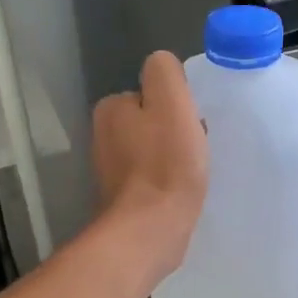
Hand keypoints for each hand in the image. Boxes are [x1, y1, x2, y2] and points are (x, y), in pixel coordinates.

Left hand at [92, 51, 208, 283]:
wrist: (151, 230)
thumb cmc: (166, 164)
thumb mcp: (172, 101)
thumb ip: (165, 72)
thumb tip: (162, 68)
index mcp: (111, 109)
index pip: (152, 94)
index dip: (177, 108)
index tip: (192, 126)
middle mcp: (103, 137)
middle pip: (152, 123)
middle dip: (174, 134)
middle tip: (194, 152)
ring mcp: (110, 172)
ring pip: (153, 152)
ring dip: (173, 159)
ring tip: (190, 175)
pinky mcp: (123, 200)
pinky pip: (152, 180)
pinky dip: (167, 184)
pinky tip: (180, 194)